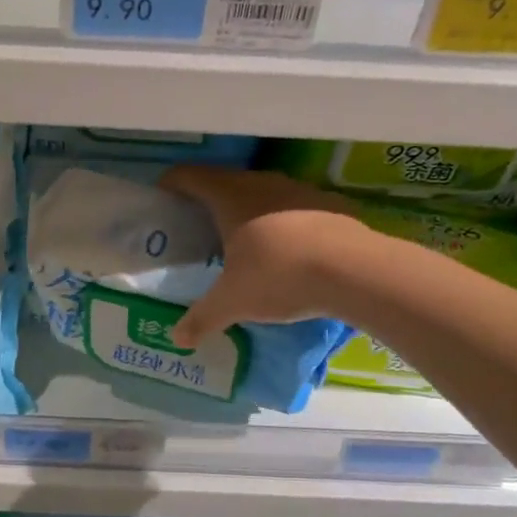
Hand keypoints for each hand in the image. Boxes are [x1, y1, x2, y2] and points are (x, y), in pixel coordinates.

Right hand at [157, 166, 369, 347]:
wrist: (355, 270)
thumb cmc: (279, 275)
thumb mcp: (233, 302)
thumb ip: (202, 318)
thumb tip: (177, 340)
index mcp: (229, 196)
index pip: (188, 176)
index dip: (170, 184)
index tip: (161, 199)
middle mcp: (260, 183)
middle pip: (224, 182)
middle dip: (207, 201)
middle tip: (196, 228)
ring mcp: (298, 190)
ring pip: (261, 193)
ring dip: (247, 210)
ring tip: (240, 240)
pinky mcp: (328, 204)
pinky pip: (292, 208)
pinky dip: (281, 222)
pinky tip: (285, 249)